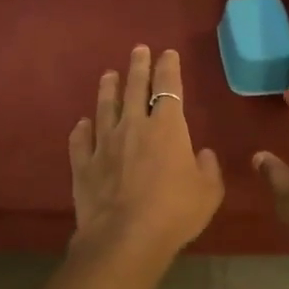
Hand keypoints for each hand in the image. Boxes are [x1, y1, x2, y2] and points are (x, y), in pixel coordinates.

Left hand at [70, 46, 224, 260]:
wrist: (125, 238)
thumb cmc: (175, 212)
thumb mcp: (208, 191)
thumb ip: (208, 168)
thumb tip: (202, 153)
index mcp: (168, 128)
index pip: (169, 88)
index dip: (169, 68)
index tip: (167, 53)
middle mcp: (134, 127)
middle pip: (135, 89)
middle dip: (138, 67)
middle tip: (138, 50)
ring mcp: (105, 144)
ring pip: (105, 108)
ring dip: (108, 89)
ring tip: (108, 74)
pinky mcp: (84, 165)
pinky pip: (81, 141)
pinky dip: (81, 130)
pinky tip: (81, 123)